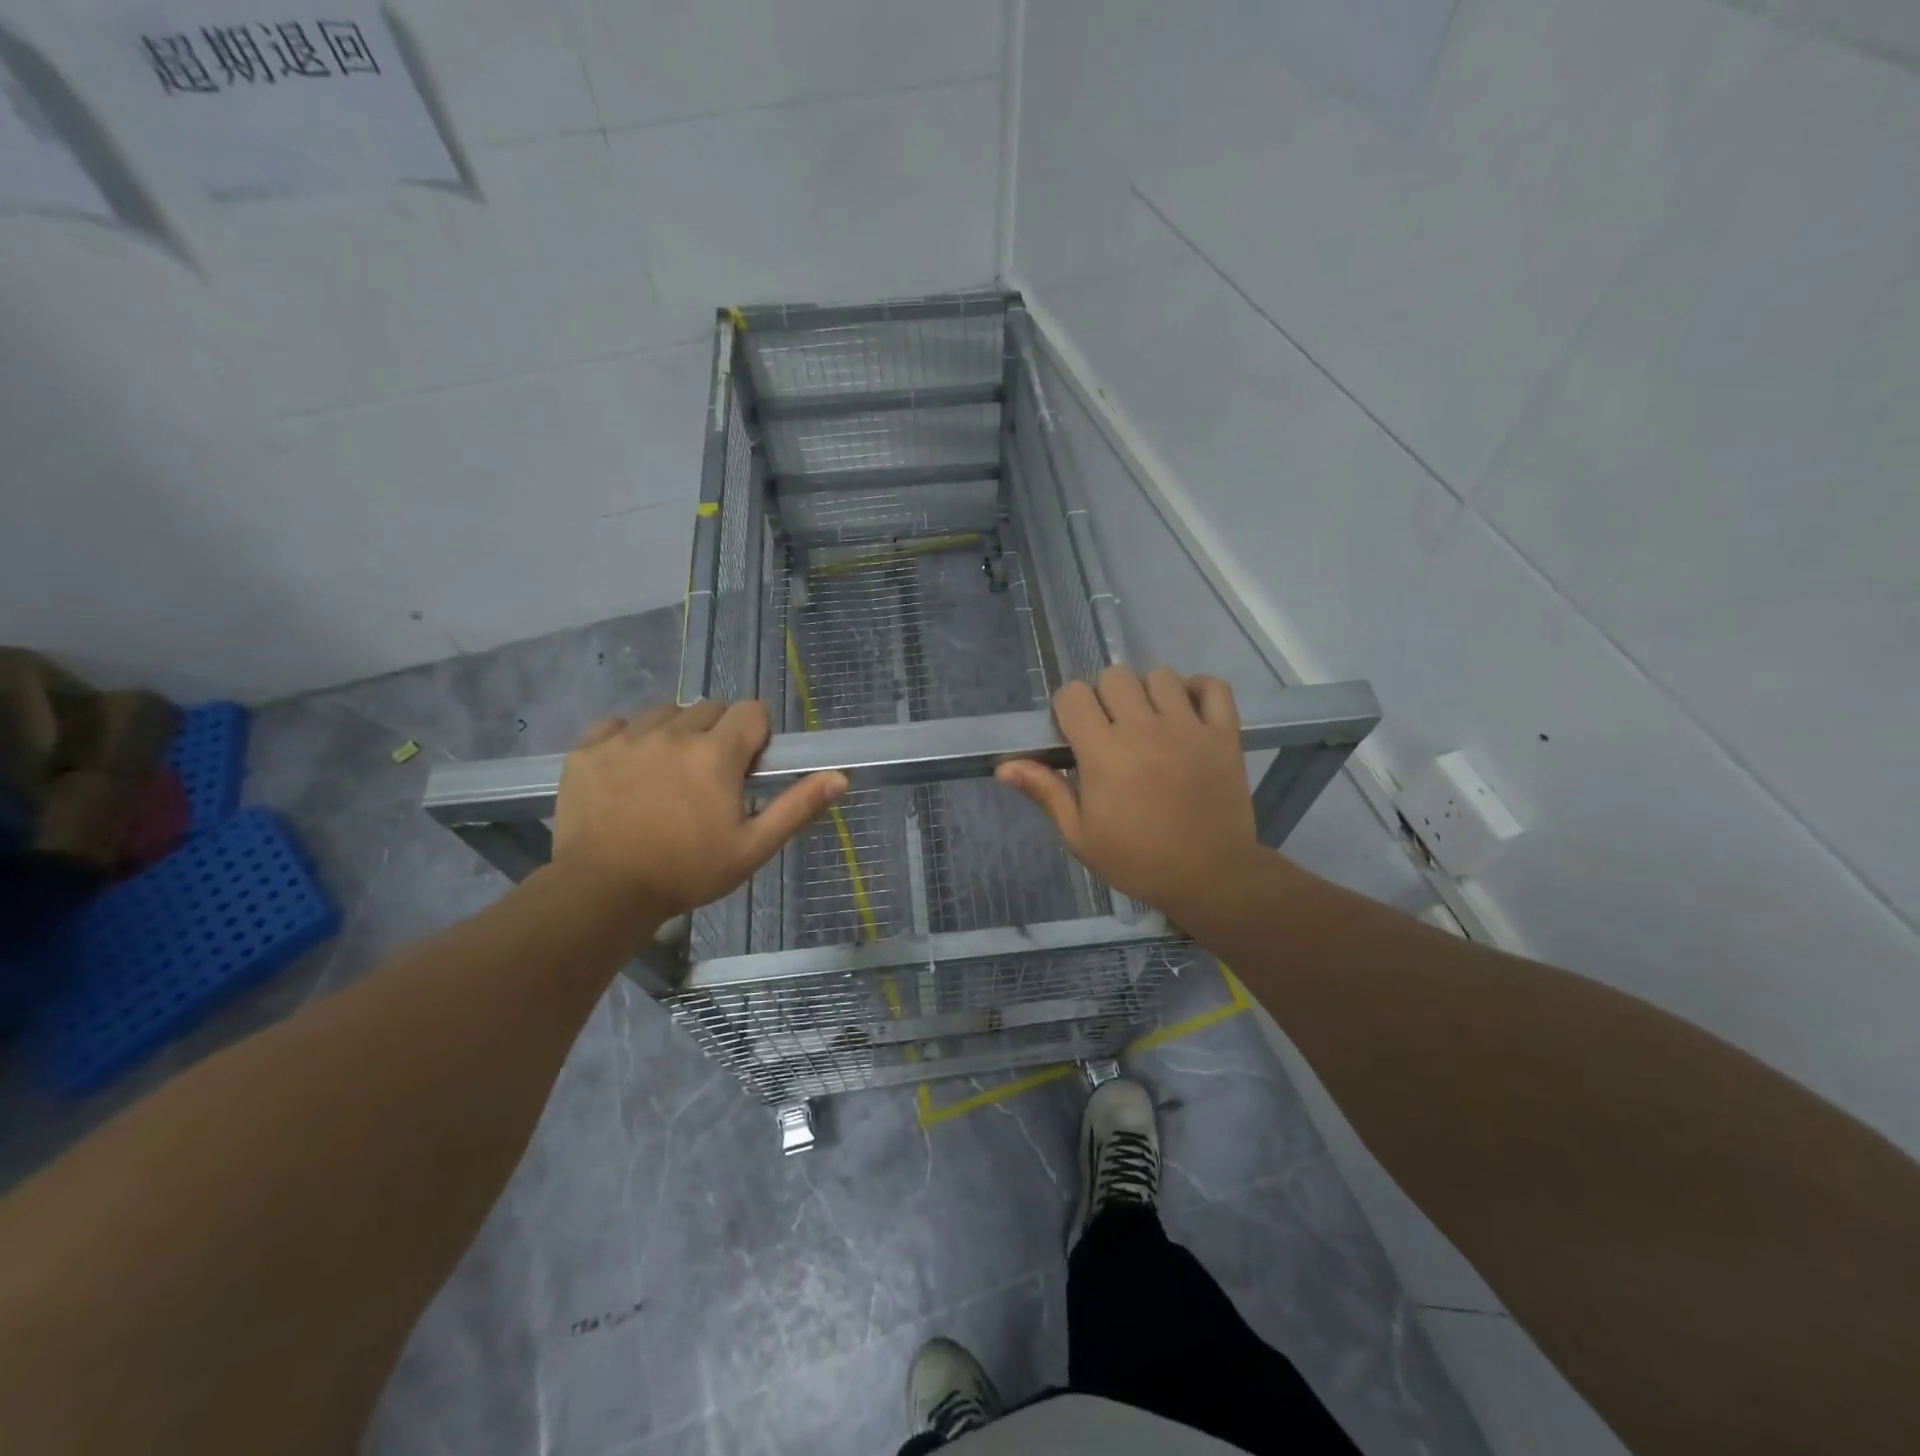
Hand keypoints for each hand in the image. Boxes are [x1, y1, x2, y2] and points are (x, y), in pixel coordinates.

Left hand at [551, 701, 845, 922]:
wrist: (603, 892)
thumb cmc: (687, 871)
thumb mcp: (753, 847)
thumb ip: (797, 807)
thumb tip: (840, 777)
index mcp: (717, 753)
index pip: (751, 710)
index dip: (756, 735)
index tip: (746, 767)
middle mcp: (673, 732)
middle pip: (709, 709)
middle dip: (718, 734)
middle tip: (709, 779)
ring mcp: (626, 737)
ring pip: (664, 713)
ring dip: (675, 734)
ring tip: (667, 775)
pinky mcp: (588, 749)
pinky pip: (617, 724)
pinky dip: (628, 739)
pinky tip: (629, 773)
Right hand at [996, 667, 1264, 926]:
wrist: (1209, 877)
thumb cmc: (1137, 859)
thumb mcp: (1080, 835)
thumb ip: (1045, 791)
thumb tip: (1003, 766)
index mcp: (1104, 751)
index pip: (1073, 695)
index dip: (1067, 709)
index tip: (1073, 735)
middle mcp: (1145, 728)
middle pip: (1114, 676)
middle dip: (1104, 697)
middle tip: (1109, 730)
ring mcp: (1189, 727)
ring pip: (1160, 676)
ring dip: (1147, 693)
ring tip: (1149, 723)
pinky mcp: (1224, 733)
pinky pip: (1213, 686)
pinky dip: (1198, 690)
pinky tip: (1186, 712)